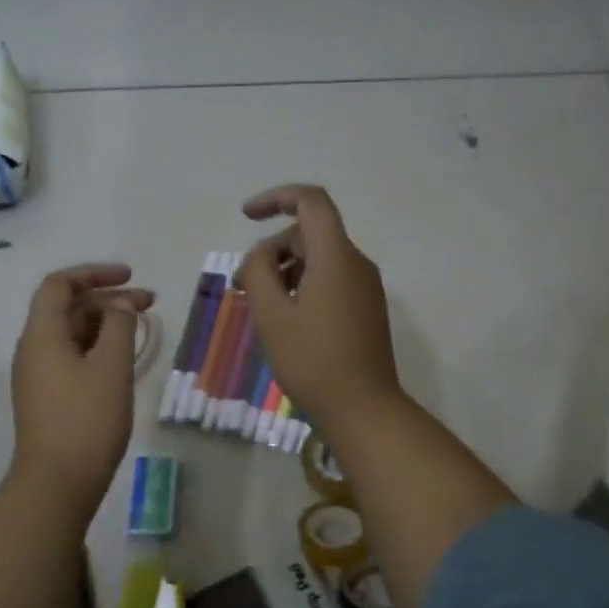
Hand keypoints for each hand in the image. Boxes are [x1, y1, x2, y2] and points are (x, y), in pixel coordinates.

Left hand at [9, 263, 152, 514]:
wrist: (57, 484)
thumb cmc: (86, 420)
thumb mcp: (111, 367)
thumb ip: (119, 326)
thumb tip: (121, 304)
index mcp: (42, 334)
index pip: (60, 285)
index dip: (94, 273)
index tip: (130, 276)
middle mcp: (34, 349)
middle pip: (67, 308)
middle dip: (108, 298)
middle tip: (149, 303)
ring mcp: (38, 375)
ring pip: (72, 333)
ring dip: (105, 323)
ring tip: (141, 327)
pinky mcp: (48, 397)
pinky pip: (72, 356)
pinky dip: (98, 347)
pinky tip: (123, 358)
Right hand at [237, 184, 401, 429]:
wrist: (363, 409)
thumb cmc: (312, 361)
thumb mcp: (272, 315)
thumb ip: (259, 271)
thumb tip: (261, 255)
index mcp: (336, 257)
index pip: (311, 202)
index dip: (276, 198)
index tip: (246, 216)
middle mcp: (356, 264)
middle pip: (310, 234)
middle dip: (272, 249)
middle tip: (242, 285)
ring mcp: (365, 287)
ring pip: (319, 259)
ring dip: (285, 270)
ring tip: (259, 305)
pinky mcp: (366, 309)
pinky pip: (331, 280)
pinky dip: (303, 286)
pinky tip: (285, 318)